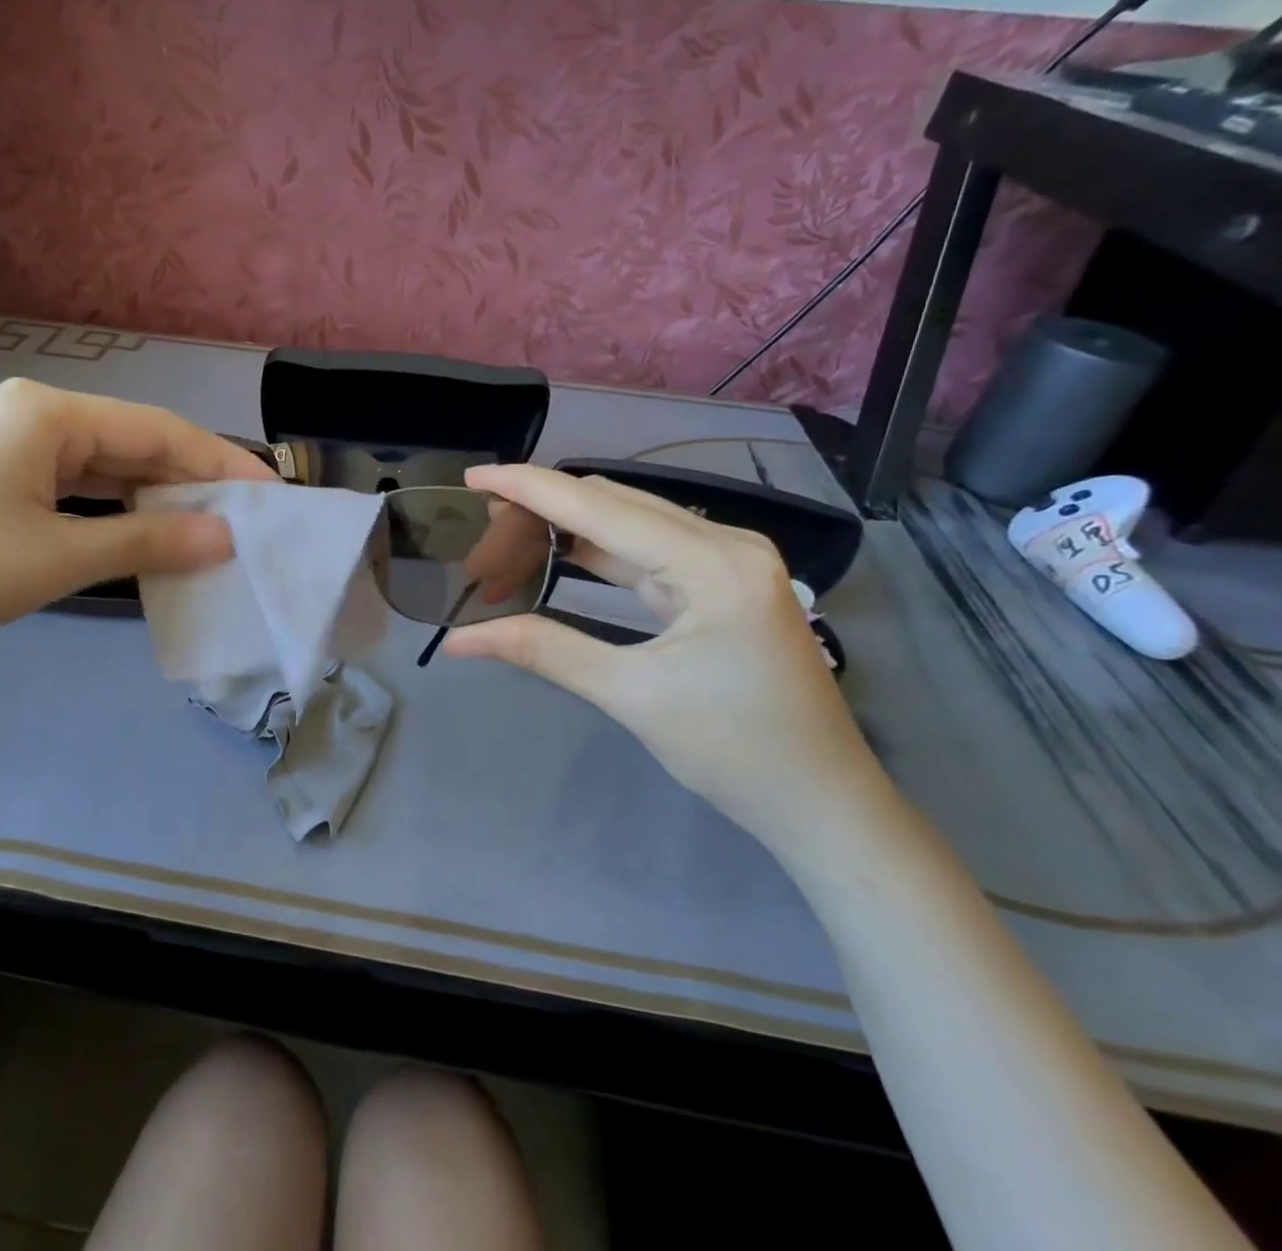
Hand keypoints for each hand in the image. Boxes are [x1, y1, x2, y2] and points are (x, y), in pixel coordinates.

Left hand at [0, 380, 273, 677]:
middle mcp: (32, 414)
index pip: (159, 430)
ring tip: (211, 529)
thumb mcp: (56, 558)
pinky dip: (115, 510)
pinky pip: (75, 486)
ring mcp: (9, 444)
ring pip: (106, 466)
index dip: (221, 462)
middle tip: (249, 519)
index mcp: (48, 413)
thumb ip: (149, 539)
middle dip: (193, 480)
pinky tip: (147, 532)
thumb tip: (227, 535)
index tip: (274, 494)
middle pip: (134, 442)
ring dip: (156, 498)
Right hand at [444, 465, 888, 848]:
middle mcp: (726, 543)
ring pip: (629, 523)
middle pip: (614, 503)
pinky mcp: (723, 583)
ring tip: (505, 542)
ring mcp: (729, 561)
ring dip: (566, 529)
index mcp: (712, 563)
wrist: (823, 802)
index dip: (530, 488)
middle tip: (481, 535)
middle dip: (542, 511)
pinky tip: (556, 556)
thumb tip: (458, 640)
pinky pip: (646, 551)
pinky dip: (596, 552)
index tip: (472, 478)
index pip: (600, 507)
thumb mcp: (631, 697)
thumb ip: (543, 650)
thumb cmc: (735, 752)